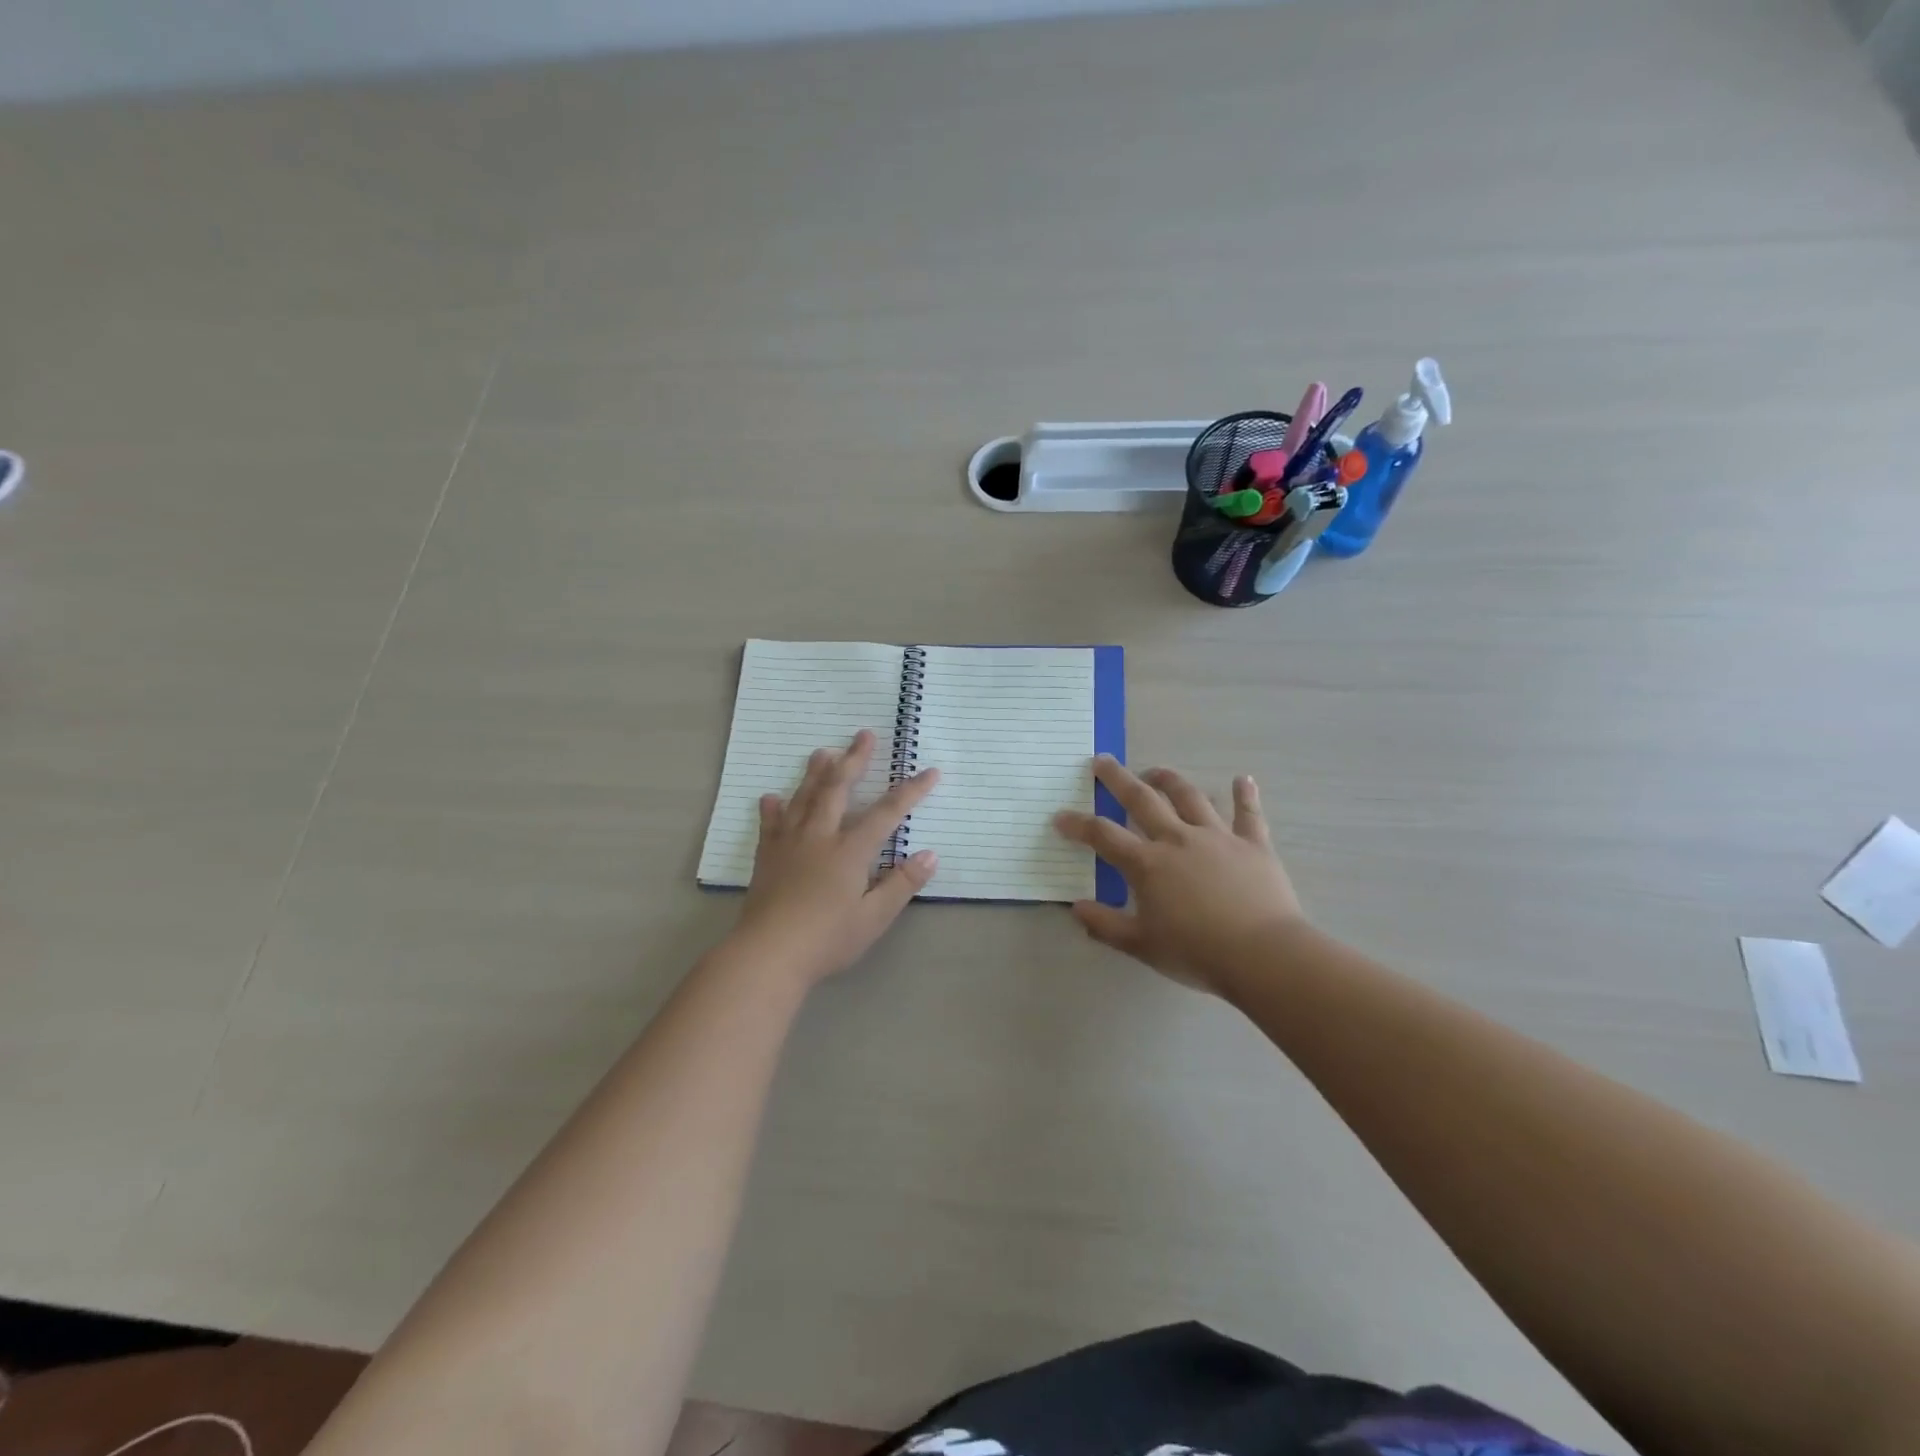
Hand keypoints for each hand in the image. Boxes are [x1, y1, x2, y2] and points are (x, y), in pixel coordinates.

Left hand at [733, 730, 939, 986]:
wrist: (768, 955)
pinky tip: (771, 797)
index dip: (910, 791)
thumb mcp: (874, 918)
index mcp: (849, 851)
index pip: (886, 812)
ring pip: (804, 797)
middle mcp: (819, 836)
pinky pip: (770, 824)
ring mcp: (789, 844)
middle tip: (863, 734)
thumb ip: (902, 884)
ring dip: (816, 773)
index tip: (930, 771)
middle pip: (838, 789)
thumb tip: (930, 854)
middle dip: (854, 760)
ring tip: (823, 751)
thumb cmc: (827, 939)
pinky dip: (773, 808)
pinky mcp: (766, 857)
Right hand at [1053, 756, 1304, 993]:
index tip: (1060, 816)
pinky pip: (1248, 814)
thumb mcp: (1141, 945)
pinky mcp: (1253, 844)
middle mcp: (1178, 839)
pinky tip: (1243, 779)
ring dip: (1169, 780)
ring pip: (1189, 797)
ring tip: (1155, 770)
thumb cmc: (1197, 953)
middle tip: (1102, 761)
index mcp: (1148, 864)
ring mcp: (1217, 837)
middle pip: (1142, 800)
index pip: (1103, 836)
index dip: (1078, 825)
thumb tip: (1076, 907)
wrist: (1263, 955)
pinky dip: (1245, 795)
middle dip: (1118, 779)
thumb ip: (1105, 925)